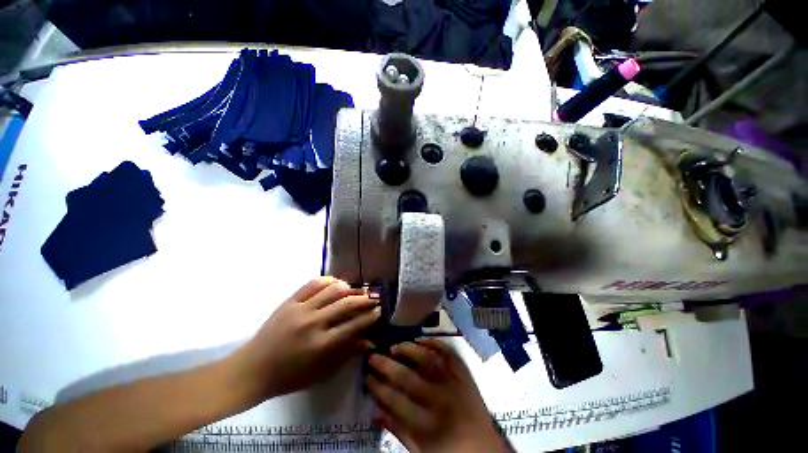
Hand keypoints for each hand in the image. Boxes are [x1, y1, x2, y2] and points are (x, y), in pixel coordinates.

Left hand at [233, 277, 380, 401]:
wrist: (252, 369)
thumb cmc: (289, 377)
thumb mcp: (321, 373)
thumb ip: (346, 354)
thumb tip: (369, 341)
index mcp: (321, 345)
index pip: (354, 325)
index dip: (370, 317)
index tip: (379, 311)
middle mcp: (313, 323)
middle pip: (346, 303)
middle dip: (364, 299)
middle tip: (372, 298)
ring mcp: (300, 309)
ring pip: (332, 289)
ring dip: (349, 288)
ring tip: (355, 290)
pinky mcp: (289, 301)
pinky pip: (313, 284)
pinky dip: (328, 280)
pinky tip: (336, 283)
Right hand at [366, 340, 511, 452]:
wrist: (485, 448)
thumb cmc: (449, 451)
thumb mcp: (421, 451)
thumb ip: (398, 431)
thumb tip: (375, 412)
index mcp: (427, 424)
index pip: (395, 400)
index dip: (378, 387)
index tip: (367, 377)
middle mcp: (439, 399)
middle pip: (407, 377)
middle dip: (386, 365)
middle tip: (373, 357)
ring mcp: (454, 382)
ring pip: (427, 359)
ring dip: (408, 349)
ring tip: (394, 346)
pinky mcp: (463, 373)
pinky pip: (448, 352)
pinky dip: (433, 342)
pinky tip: (420, 339)